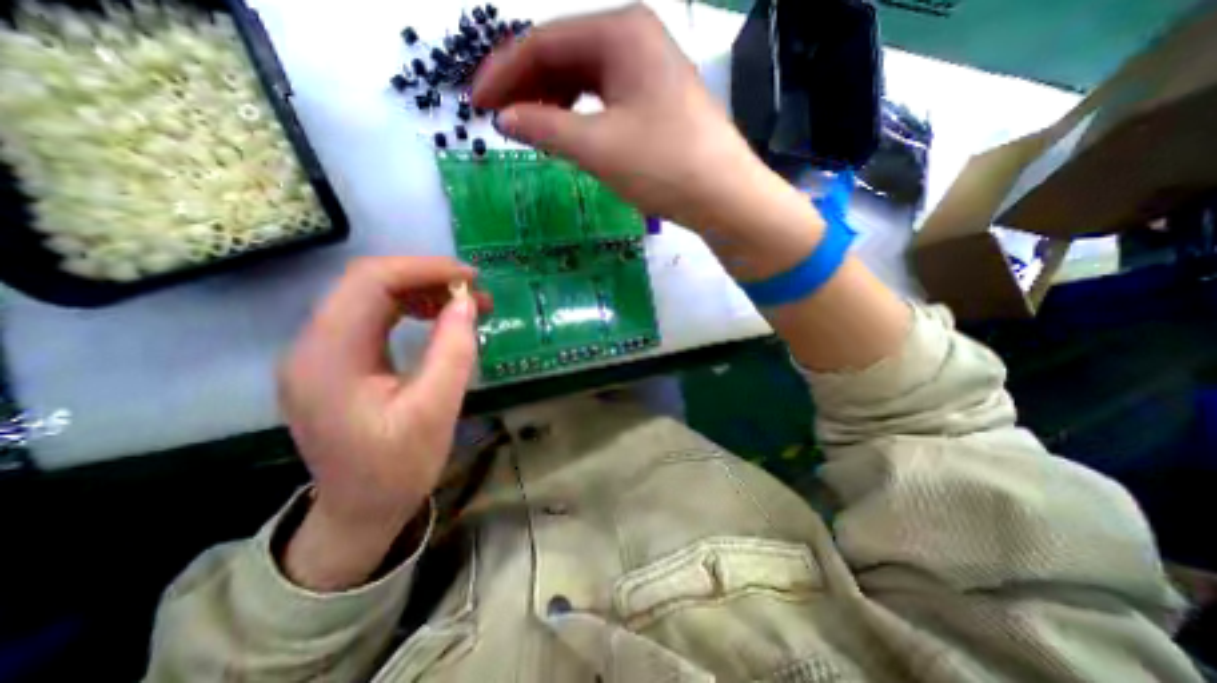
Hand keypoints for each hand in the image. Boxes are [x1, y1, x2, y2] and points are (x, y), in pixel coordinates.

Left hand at [281, 258, 488, 588]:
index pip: (370, 282)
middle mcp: (313, 346)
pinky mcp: (336, 362)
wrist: (360, 512)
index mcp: (329, 357)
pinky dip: (411, 310)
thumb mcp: (435, 411)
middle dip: (427, 279)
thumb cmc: (398, 468)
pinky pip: (373, 318)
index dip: (424, 269)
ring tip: (464, 304)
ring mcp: (321, 353)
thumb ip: (453, 351)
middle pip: (368, 284)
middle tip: (475, 293)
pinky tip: (438, 319)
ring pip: (371, 297)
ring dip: (421, 293)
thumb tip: (466, 302)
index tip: (470, 278)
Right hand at [468, 6, 763, 237]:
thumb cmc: (663, 165)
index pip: (544, 42)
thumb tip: (504, 119)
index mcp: (620, 33)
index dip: (503, 73)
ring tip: (527, 129)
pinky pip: (604, 100)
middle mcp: (635, 40)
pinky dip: (579, 116)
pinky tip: (566, 133)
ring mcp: (648, 72)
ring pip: (584, 80)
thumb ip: (545, 128)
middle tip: (498, 119)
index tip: (476, 105)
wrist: (723, 196)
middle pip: (564, 56)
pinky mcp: (655, 103)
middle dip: (526, 86)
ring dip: (551, 102)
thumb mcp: (597, 147)